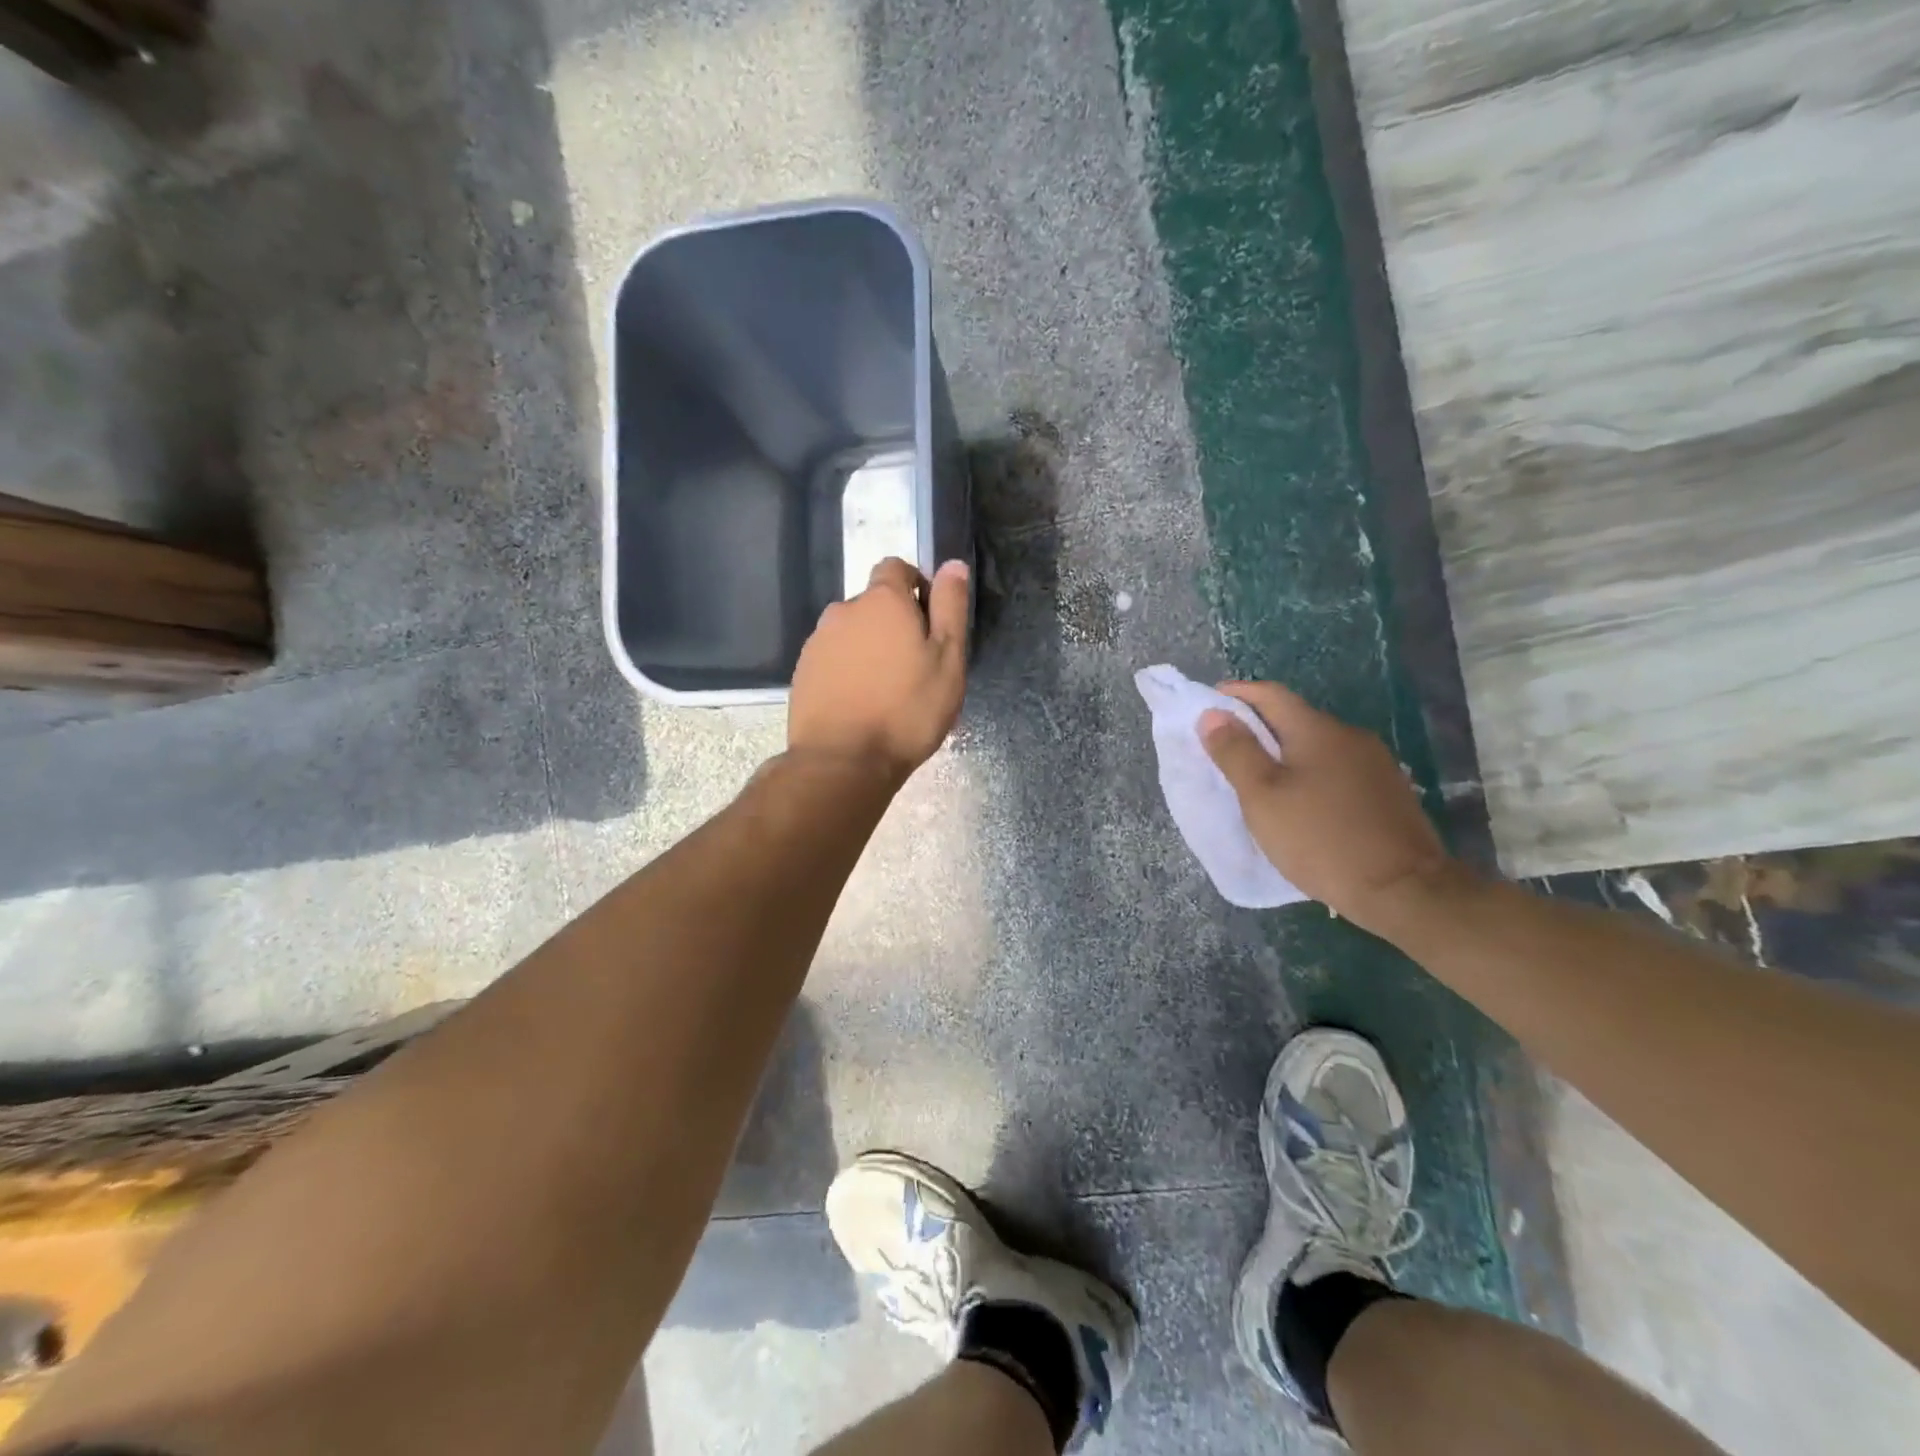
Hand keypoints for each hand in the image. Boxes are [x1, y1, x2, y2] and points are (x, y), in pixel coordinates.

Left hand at [788, 557, 970, 784]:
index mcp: (882, 601)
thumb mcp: (948, 659)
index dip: (917, 586)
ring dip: (870, 649)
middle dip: (894, 624)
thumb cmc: (907, 710)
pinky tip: (861, 705)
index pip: (896, 567)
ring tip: (887, 691)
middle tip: (915, 667)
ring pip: (852, 634)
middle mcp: (843, 611)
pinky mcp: (803, 673)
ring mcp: (818, 642)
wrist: (843, 761)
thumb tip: (952, 564)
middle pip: (874, 604)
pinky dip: (849, 671)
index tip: (930, 622)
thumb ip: (950, 607)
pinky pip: (834, 660)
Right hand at [1200, 681, 1456, 933]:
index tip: (1208, 704)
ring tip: (1259, 777)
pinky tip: (1300, 800)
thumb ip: (1236, 752)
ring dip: (1285, 752)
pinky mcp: (1388, 792)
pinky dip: (1309, 773)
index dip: (1236, 693)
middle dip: (1258, 726)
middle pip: (1295, 718)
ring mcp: (1374, 763)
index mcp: (1317, 730)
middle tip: (1226, 747)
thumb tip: (1212, 714)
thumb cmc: (1320, 838)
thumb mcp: (1262, 797)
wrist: (1404, 890)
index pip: (1270, 694)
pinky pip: (1336, 769)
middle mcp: (1349, 736)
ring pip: (1317, 745)